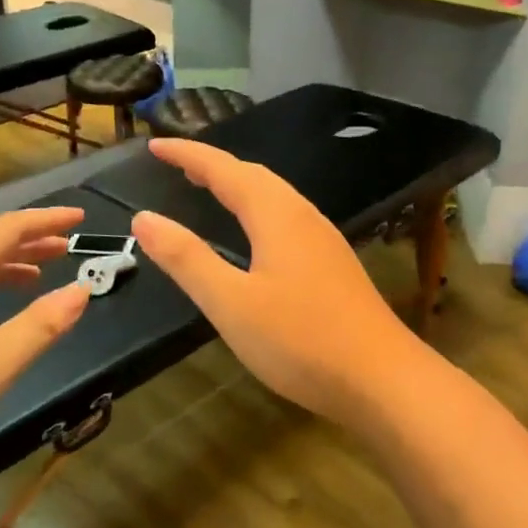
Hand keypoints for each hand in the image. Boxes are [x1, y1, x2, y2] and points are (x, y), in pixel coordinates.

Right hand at [130, 139, 419, 428]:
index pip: (224, 169)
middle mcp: (302, 217)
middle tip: (177, 165)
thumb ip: (186, 258)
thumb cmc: (301, 340)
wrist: (384, 381)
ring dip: (237, 184)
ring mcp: (323, 241)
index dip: (188, 154)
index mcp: (276, 215)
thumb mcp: (230, 302)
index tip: (155, 146)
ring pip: (274, 196)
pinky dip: (256, 209)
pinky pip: (286, 217)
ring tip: (208, 189)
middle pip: (253, 175)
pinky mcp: (333, 265)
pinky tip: (254, 235)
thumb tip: (143, 217)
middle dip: (212, 164)